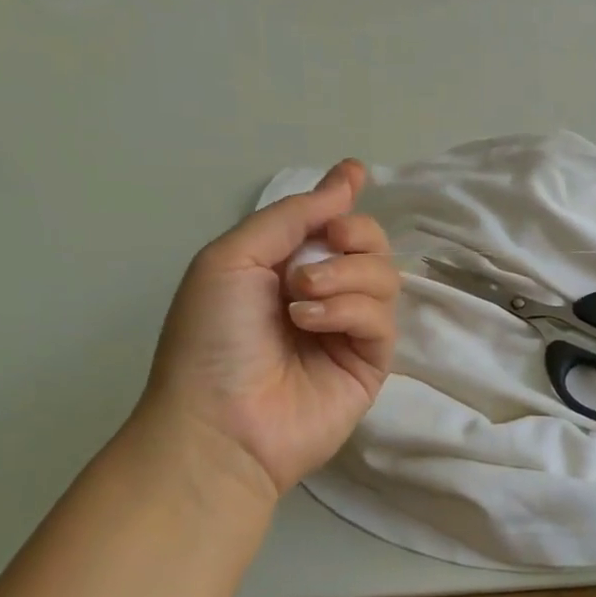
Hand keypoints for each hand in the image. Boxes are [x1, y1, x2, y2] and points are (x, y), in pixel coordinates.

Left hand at [141, 160, 399, 502]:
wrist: (218, 422)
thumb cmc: (210, 336)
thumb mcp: (233, 258)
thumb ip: (292, 215)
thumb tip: (350, 177)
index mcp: (285, 268)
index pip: (330, 224)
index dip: (344, 198)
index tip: (357, 174)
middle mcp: (324, 294)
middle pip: (370, 245)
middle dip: (354, 234)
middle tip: (328, 244)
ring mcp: (350, 330)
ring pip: (385, 277)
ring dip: (344, 274)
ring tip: (301, 297)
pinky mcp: (372, 362)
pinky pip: (382, 318)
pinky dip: (349, 310)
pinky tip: (311, 323)